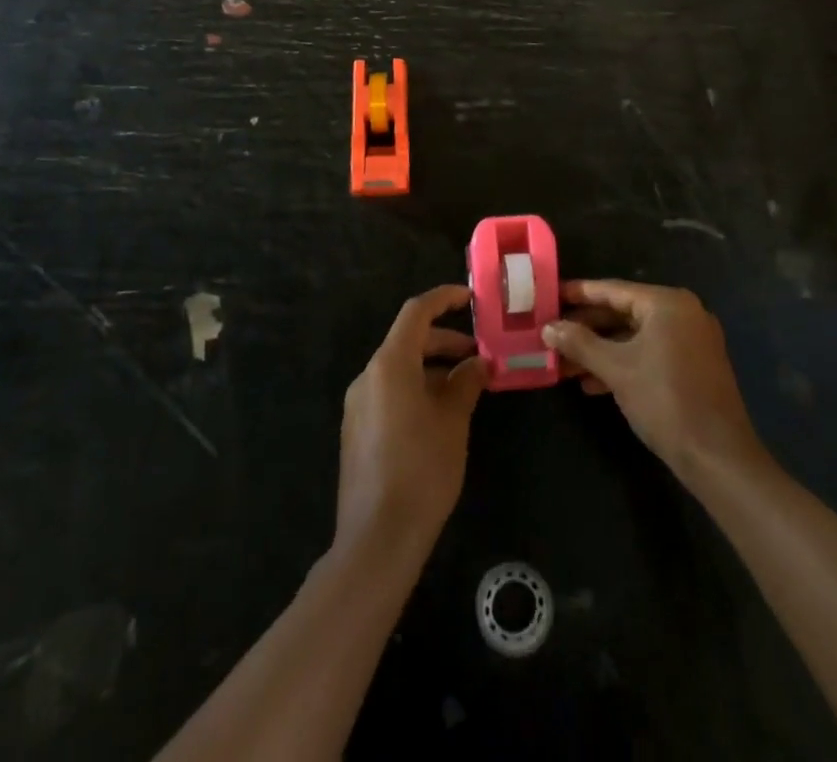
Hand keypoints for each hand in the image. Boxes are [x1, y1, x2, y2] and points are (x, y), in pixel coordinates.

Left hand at [337, 286, 486, 554]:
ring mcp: (359, 404)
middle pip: (407, 340)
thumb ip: (466, 383)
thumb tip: (478, 363)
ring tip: (467, 387)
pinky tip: (441, 415)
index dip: (444, 299)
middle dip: (445, 341)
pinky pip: (390, 393)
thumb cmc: (422, 469)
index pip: (416, 312)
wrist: (377, 538)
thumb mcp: (453, 421)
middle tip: (479, 355)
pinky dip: (417, 389)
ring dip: (433, 368)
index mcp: (390, 364)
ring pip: (399, 369)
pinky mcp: (357, 430)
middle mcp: (368, 376)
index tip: (471, 298)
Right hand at [545, 280, 762, 483]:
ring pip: (635, 336)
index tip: (549, 296)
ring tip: (565, 365)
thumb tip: (548, 328)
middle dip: (586, 329)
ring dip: (600, 350)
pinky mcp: (694, 365)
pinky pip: (650, 353)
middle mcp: (682, 313)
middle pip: (623, 313)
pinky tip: (593, 384)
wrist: (718, 457)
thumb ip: (579, 343)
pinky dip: (623, 363)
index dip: (578, 293)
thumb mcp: (615, 369)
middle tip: (552, 335)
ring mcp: (691, 340)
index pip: (612, 290)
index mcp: (667, 303)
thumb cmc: (665, 401)